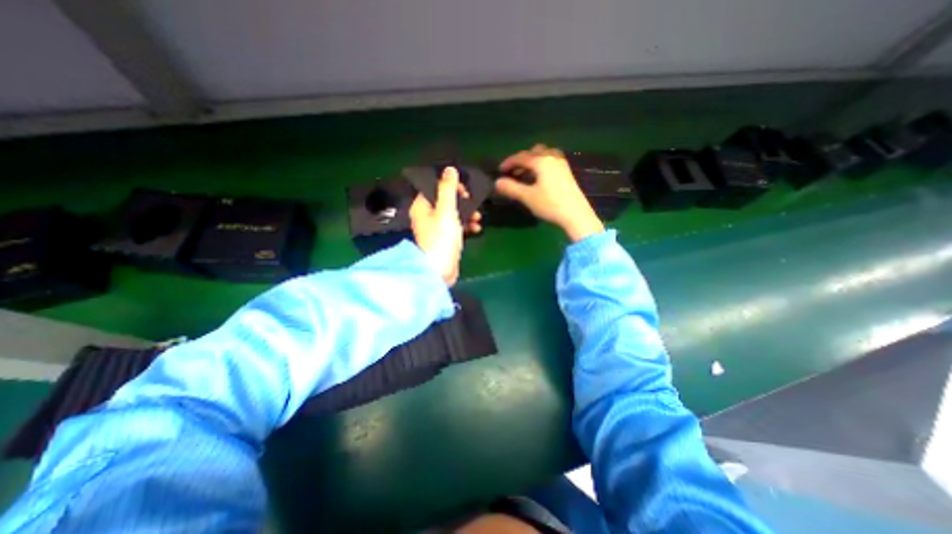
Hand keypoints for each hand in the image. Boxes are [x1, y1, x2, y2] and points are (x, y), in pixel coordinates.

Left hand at [411, 166, 484, 284]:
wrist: (440, 271)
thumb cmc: (441, 238)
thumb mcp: (446, 210)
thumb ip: (448, 189)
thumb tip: (449, 169)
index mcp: (421, 206)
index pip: (434, 186)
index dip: (450, 185)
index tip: (464, 190)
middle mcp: (426, 215)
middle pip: (445, 200)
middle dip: (462, 201)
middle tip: (473, 203)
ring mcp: (436, 228)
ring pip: (453, 214)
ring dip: (467, 214)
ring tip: (478, 218)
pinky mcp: (444, 239)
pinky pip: (456, 227)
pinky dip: (465, 226)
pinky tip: (476, 229)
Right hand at [499, 143, 601, 240]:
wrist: (576, 215)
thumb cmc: (550, 204)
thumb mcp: (527, 197)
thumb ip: (511, 188)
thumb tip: (497, 182)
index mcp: (541, 161)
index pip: (521, 157)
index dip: (509, 162)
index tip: (500, 170)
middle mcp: (552, 158)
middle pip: (533, 152)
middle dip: (521, 160)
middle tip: (513, 172)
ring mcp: (562, 164)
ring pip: (544, 155)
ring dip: (533, 161)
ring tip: (526, 174)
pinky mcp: (567, 172)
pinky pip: (551, 161)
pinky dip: (541, 165)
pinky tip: (539, 178)